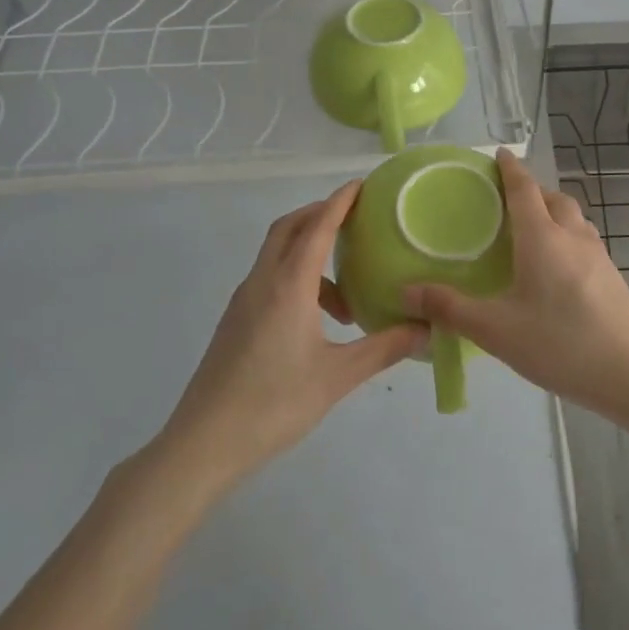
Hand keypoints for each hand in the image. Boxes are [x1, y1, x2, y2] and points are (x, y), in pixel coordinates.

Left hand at [160, 182, 426, 485]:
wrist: (203, 444)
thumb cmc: (273, 404)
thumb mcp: (337, 377)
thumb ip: (383, 348)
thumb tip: (425, 329)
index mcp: (288, 285)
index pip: (317, 227)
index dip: (339, 202)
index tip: (361, 185)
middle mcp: (262, 282)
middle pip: (289, 228)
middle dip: (320, 215)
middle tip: (355, 222)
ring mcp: (243, 300)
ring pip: (277, 255)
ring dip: (309, 254)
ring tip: (346, 297)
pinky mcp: (235, 320)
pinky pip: (269, 278)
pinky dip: (296, 277)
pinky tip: (316, 319)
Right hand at [402, 149, 628, 422]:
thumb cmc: (561, 344)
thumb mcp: (497, 330)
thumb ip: (451, 308)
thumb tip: (406, 289)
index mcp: (542, 237)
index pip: (524, 188)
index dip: (510, 168)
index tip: (499, 154)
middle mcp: (573, 236)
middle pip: (553, 198)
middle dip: (531, 190)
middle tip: (507, 201)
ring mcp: (599, 256)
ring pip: (574, 218)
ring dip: (553, 212)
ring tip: (532, 231)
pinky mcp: (613, 277)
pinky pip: (585, 240)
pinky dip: (567, 236)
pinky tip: (558, 269)